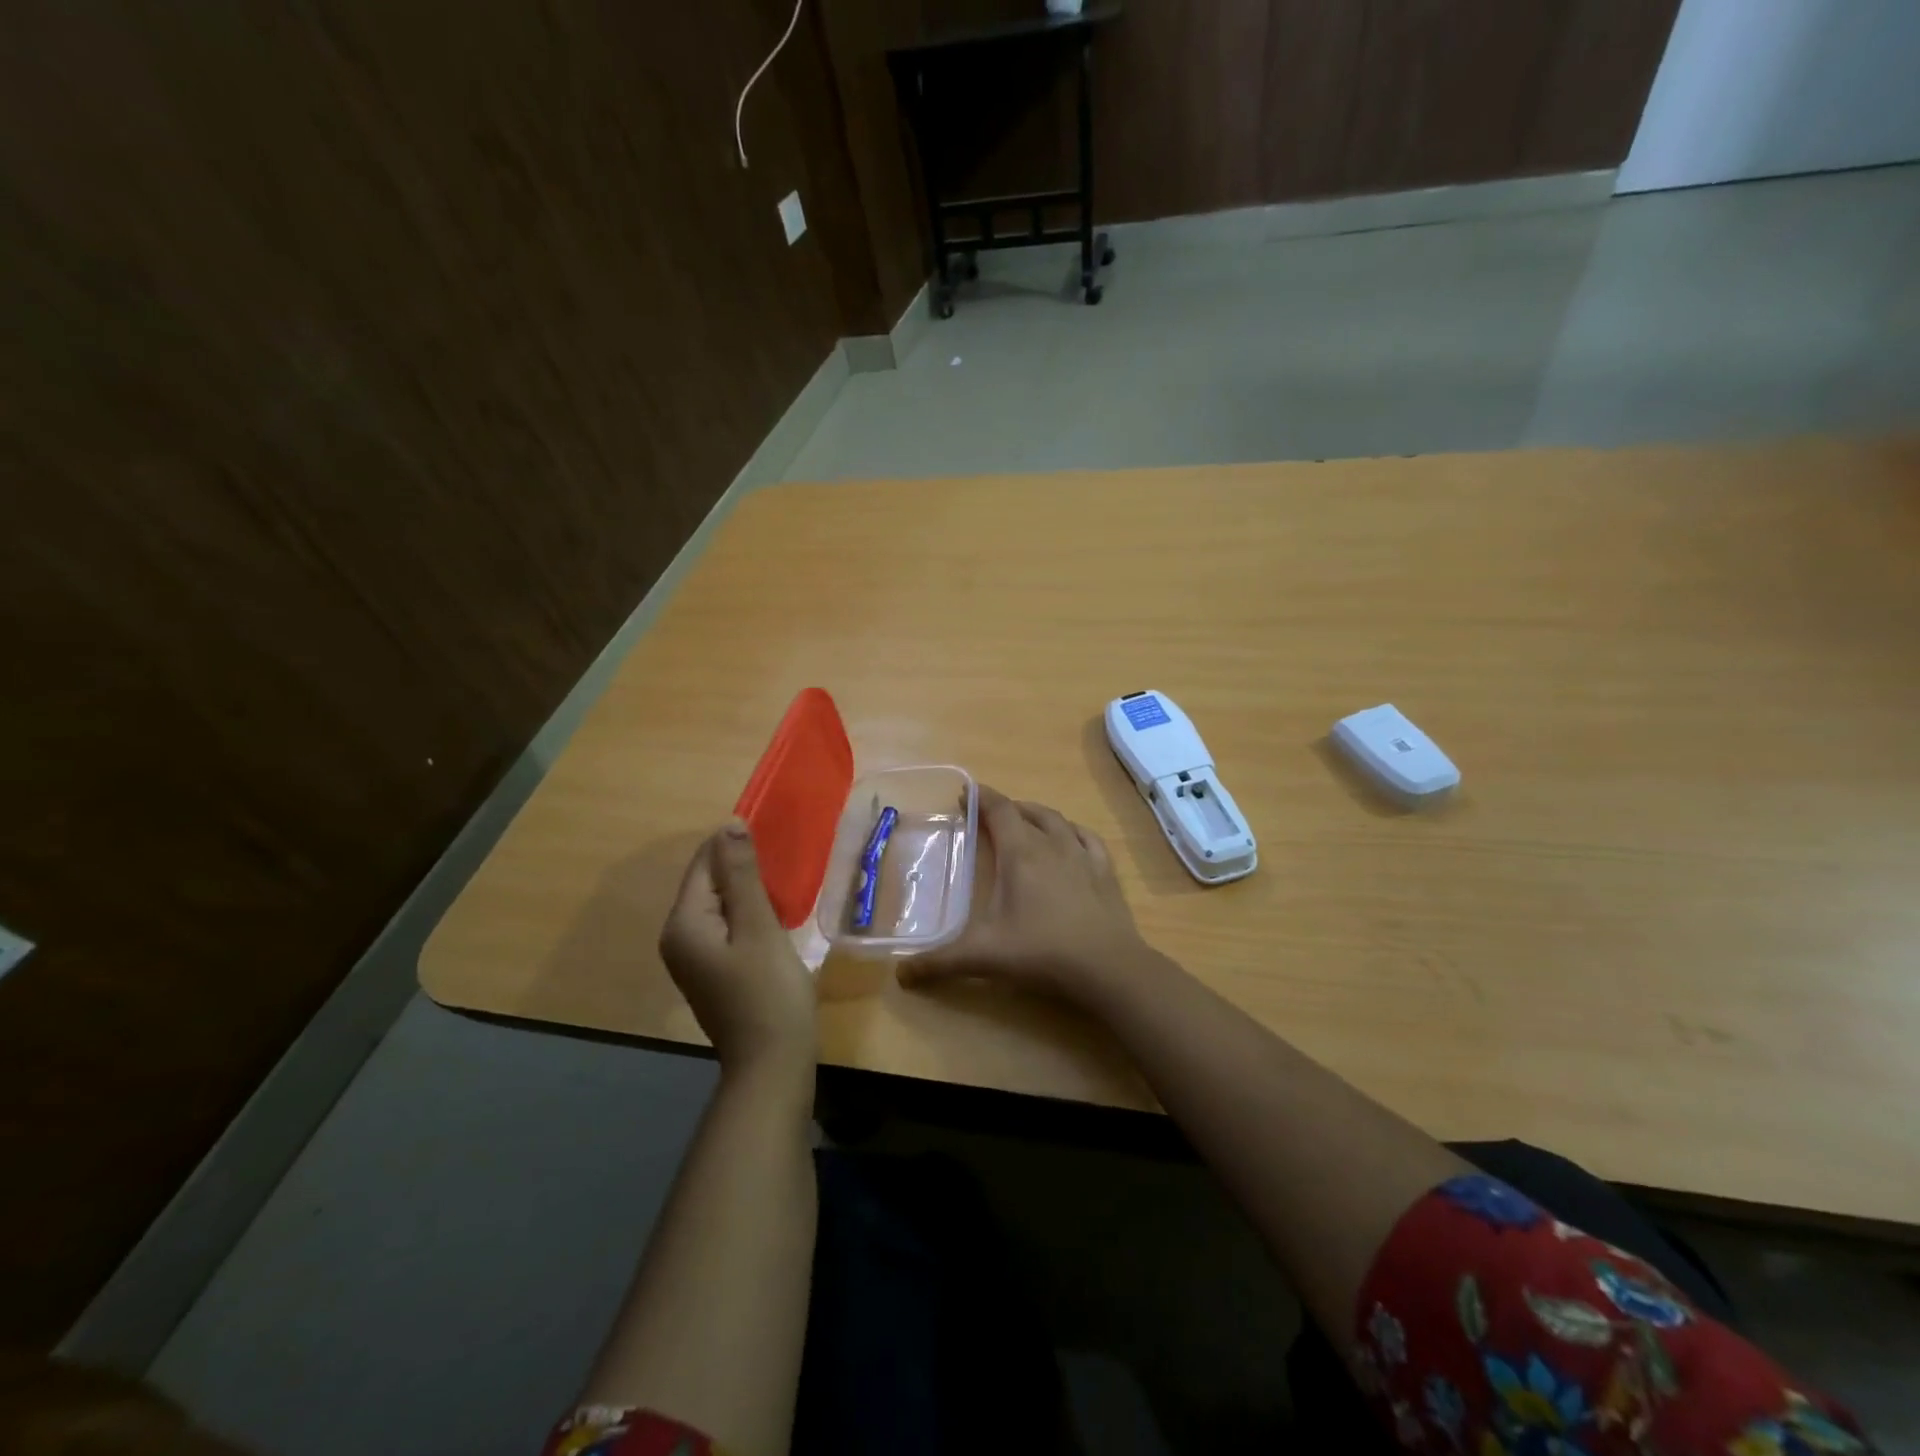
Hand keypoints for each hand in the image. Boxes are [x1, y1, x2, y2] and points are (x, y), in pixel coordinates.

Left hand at [660, 822, 816, 1077]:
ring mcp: (693, 957)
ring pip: (719, 904)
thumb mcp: (758, 927)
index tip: (774, 835)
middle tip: (784, 860)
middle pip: (709, 883)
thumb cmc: (768, 992)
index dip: (735, 845)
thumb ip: (742, 875)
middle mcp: (678, 937)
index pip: (704, 863)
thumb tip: (728, 824)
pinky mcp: (711, 971)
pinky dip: (747, 915)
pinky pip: (725, 926)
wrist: (772, 1062)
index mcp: (683, 923)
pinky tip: (774, 916)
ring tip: (784, 883)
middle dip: (742, 867)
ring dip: (748, 890)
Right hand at [899, 786, 1152, 1002]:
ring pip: (1057, 821)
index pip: (999, 810)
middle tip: (988, 816)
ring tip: (1025, 821)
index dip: (981, 798)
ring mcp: (1083, 856)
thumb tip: (901, 974)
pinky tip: (1071, 838)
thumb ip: (939, 962)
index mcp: (1021, 853)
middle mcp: (1052, 844)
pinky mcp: (1105, 872)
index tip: (965, 794)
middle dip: (1005, 808)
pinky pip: (1087, 839)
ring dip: (1037, 815)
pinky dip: (1073, 832)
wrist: (1107, 967)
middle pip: (1026, 812)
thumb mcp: (984, 956)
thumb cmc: (1042, 951)